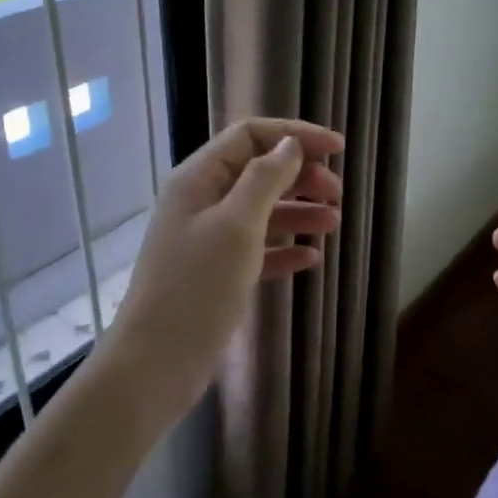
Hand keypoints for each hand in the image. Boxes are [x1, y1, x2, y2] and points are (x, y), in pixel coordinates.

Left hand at [100, 118, 343, 416]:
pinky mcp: (216, 275)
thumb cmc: (198, 287)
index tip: (339, 149)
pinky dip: (284, 250)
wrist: (158, 362)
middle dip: (300, 176)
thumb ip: (265, 180)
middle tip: (337, 193)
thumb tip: (290, 145)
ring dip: (298, 213)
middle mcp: (201, 202)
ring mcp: (207, 240)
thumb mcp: (236, 226)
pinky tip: (310, 259)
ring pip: (260, 213)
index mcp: (198, 179)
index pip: (249, 137)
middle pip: (257, 172)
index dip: (295, 136)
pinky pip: (256, 250)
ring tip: (333, 225)